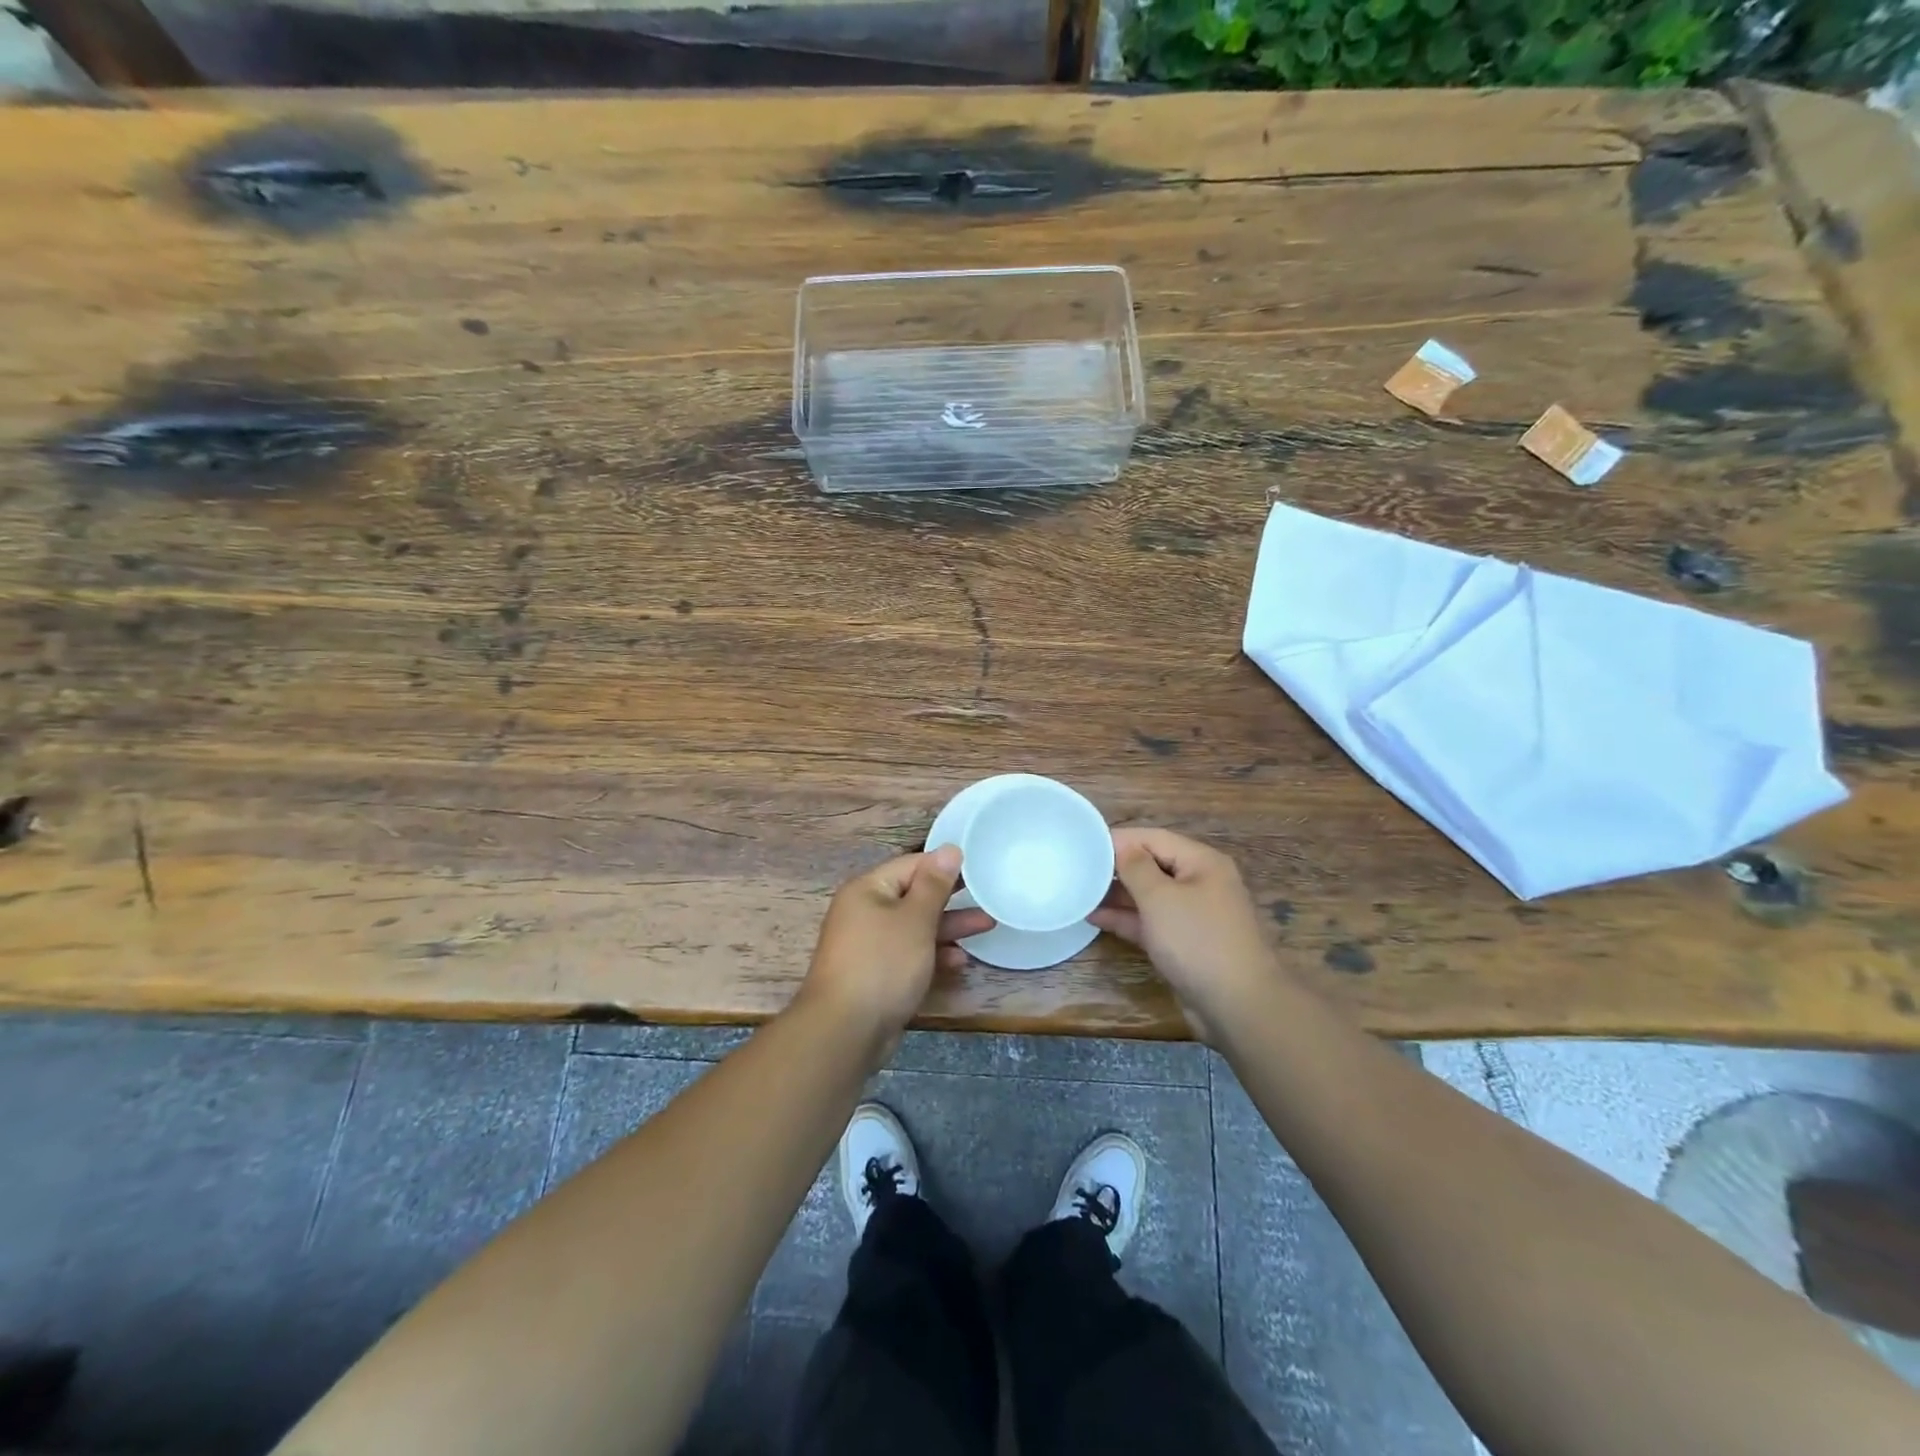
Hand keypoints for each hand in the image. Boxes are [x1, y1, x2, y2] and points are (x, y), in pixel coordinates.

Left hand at [799, 846, 993, 1050]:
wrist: (845, 1031)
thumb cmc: (882, 964)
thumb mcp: (914, 919)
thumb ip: (934, 884)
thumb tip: (949, 848)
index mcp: (868, 889)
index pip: (911, 865)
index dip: (945, 865)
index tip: (979, 866)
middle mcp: (865, 912)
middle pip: (914, 896)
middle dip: (951, 898)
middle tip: (988, 896)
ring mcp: (870, 945)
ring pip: (915, 928)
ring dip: (948, 928)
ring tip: (987, 925)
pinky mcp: (877, 974)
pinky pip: (909, 955)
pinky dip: (933, 955)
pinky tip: (960, 961)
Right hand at [1090, 828, 1276, 1041]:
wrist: (1238, 1005)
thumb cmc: (1197, 940)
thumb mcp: (1160, 898)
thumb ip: (1135, 867)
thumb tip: (1121, 845)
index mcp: (1202, 862)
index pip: (1154, 838)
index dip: (1120, 839)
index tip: (1083, 844)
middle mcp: (1200, 883)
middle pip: (1152, 865)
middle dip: (1117, 867)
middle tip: (1078, 869)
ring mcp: (1193, 915)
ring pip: (1150, 896)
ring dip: (1118, 895)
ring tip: (1080, 892)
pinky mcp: (1185, 943)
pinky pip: (1151, 922)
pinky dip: (1127, 919)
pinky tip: (1096, 918)